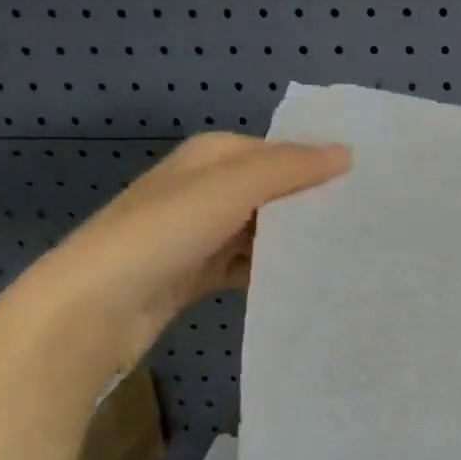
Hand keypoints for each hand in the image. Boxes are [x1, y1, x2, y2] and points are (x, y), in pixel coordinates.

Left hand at [0, 132, 350, 374]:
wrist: (94, 307)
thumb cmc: (163, 233)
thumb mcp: (232, 188)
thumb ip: (291, 169)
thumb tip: (347, 152)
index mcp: (212, 156)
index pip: (280, 153)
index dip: (319, 168)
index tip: (366, 189)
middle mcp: (207, 188)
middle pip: (274, 192)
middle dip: (312, 207)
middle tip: (366, 225)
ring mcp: (202, 233)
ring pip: (264, 232)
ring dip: (295, 243)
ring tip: (345, 256)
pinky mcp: (200, 272)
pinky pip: (249, 266)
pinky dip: (272, 272)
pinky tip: (305, 284)